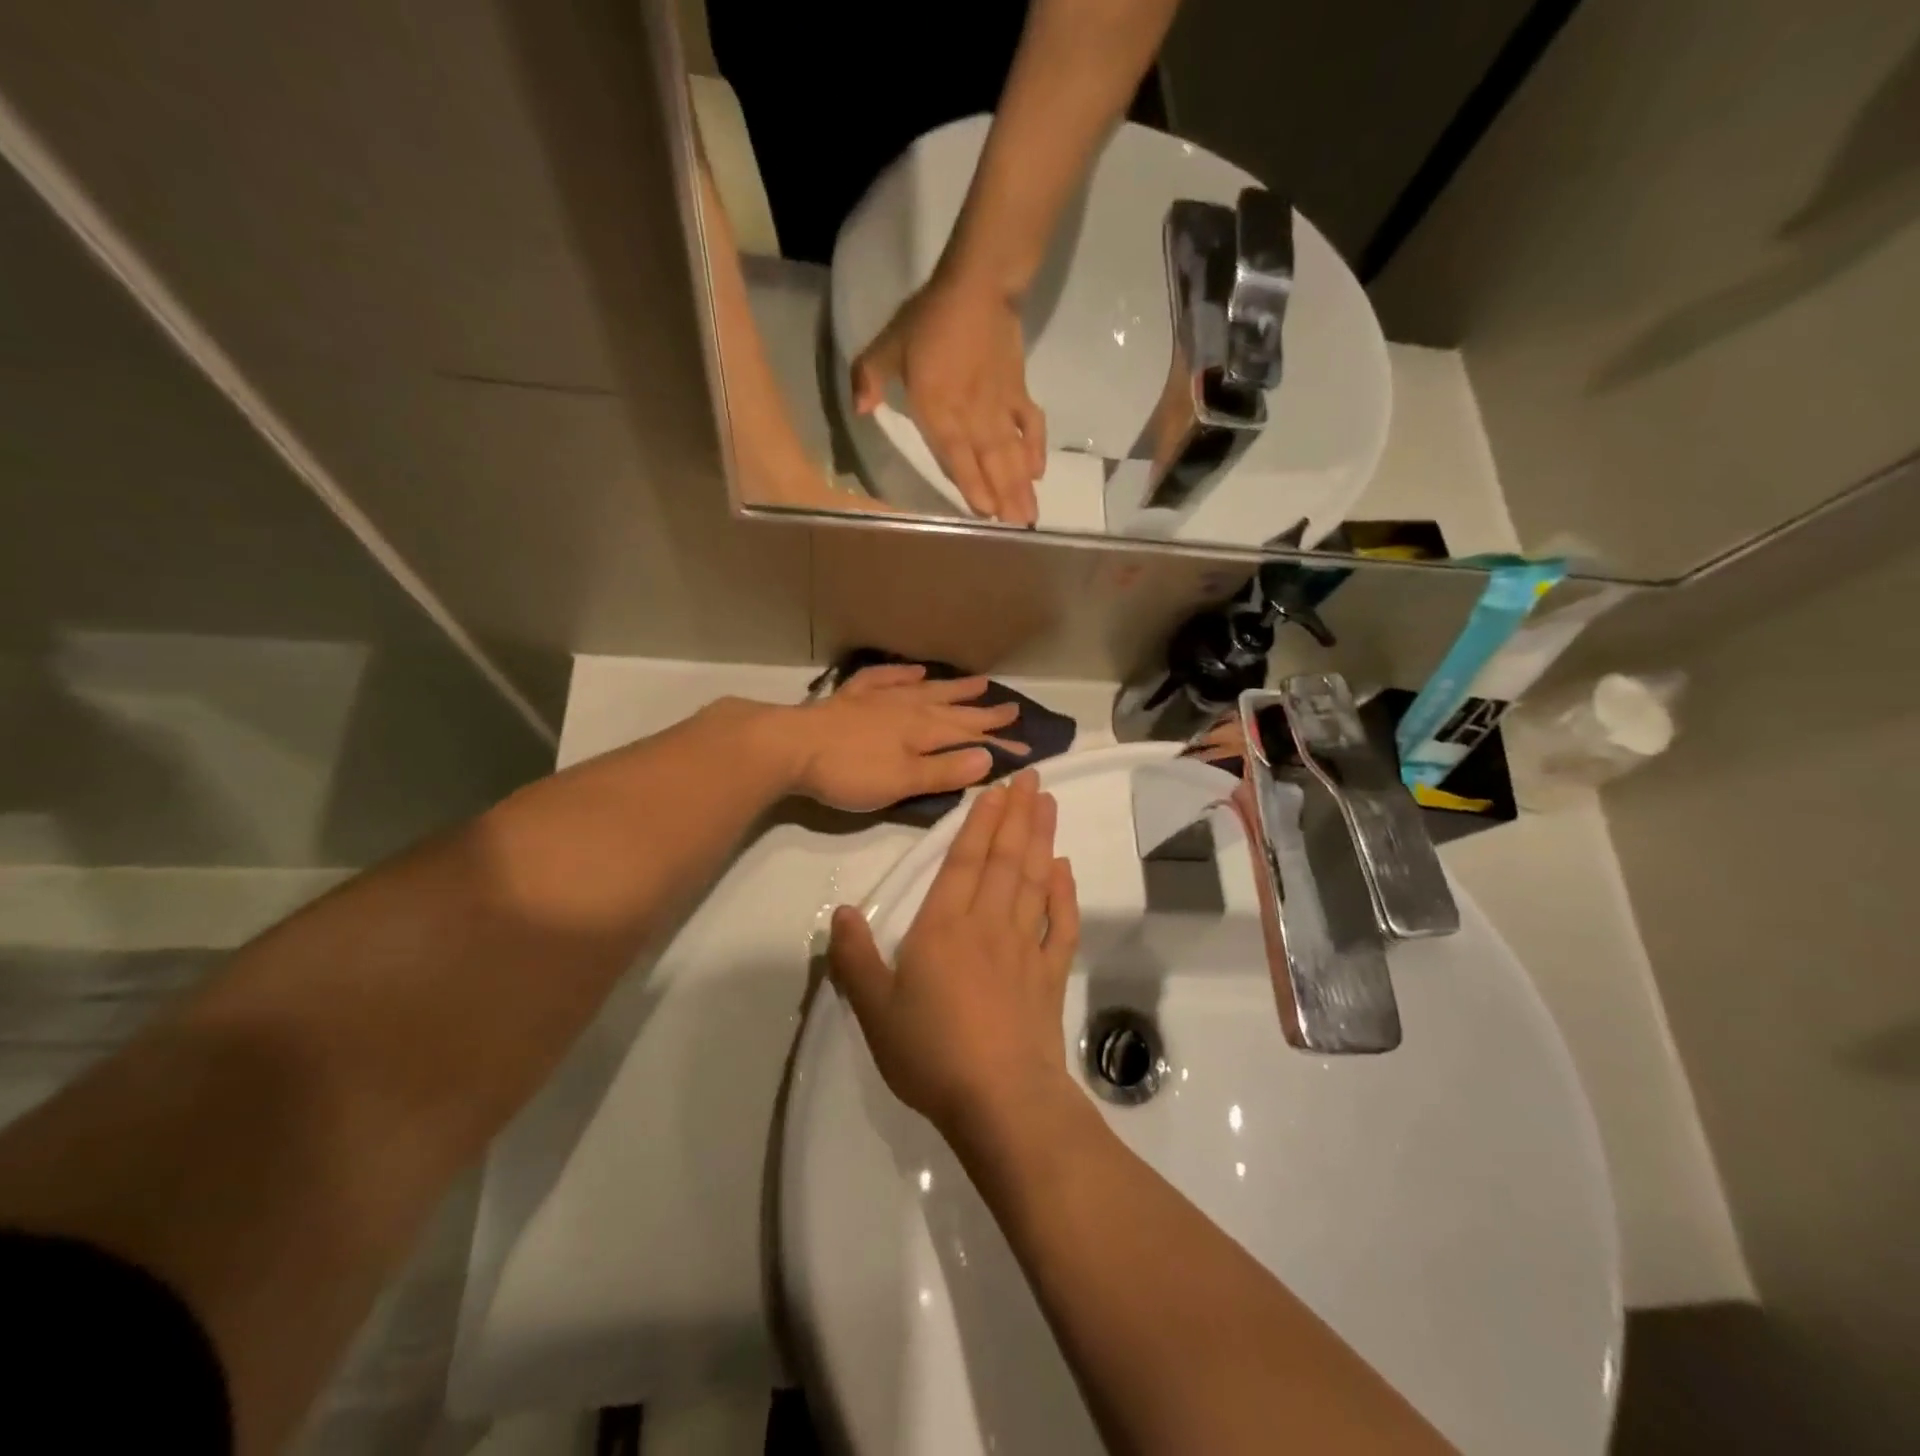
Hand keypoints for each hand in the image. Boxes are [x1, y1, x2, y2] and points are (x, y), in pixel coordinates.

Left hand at [785, 663, 1025, 811]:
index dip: (998, 742)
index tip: (1027, 746)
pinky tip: (915, 671)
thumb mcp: (902, 782)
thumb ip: (944, 771)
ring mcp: (879, 699)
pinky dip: (903, 674)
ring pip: (926, 690)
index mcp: (922, 732)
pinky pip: (885, 679)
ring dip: (953, 688)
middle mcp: (907, 709)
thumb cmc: (849, 772)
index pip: (969, 736)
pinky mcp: (852, 698)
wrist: (791, 747)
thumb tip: (989, 756)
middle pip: (953, 709)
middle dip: (984, 712)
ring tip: (978, 682)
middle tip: (1012, 708)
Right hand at [828, 771, 1079, 1140]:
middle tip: (1032, 777)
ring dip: (1042, 839)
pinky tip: (1065, 869)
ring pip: (1035, 880)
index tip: (996, 789)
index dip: (979, 822)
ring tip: (1048, 804)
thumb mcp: (875, 1009)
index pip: (964, 861)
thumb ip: (856, 957)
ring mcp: (1025, 947)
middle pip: (1005, 859)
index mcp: (944, 927)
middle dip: (1017, 814)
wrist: (1000, 1099)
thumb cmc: (931, 1052)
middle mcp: (988, 924)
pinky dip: (1065, 894)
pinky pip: (1061, 924)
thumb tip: (842, 911)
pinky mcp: (1051, 974)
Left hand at [850, 273, 1046, 526]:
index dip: (971, 486)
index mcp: (938, 410)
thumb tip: (859, 408)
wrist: (976, 287)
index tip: (984, 514)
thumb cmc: (928, 318)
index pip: (955, 457)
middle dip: (1004, 497)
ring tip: (1031, 515)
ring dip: (1022, 485)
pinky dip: (1036, 448)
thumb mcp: (888, 345)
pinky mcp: (1018, 392)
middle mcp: (972, 417)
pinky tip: (1039, 471)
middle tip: (1018, 527)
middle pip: (991, 464)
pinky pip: (1030, 425)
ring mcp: (999, 407)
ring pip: (1012, 453)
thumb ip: (870, 377)